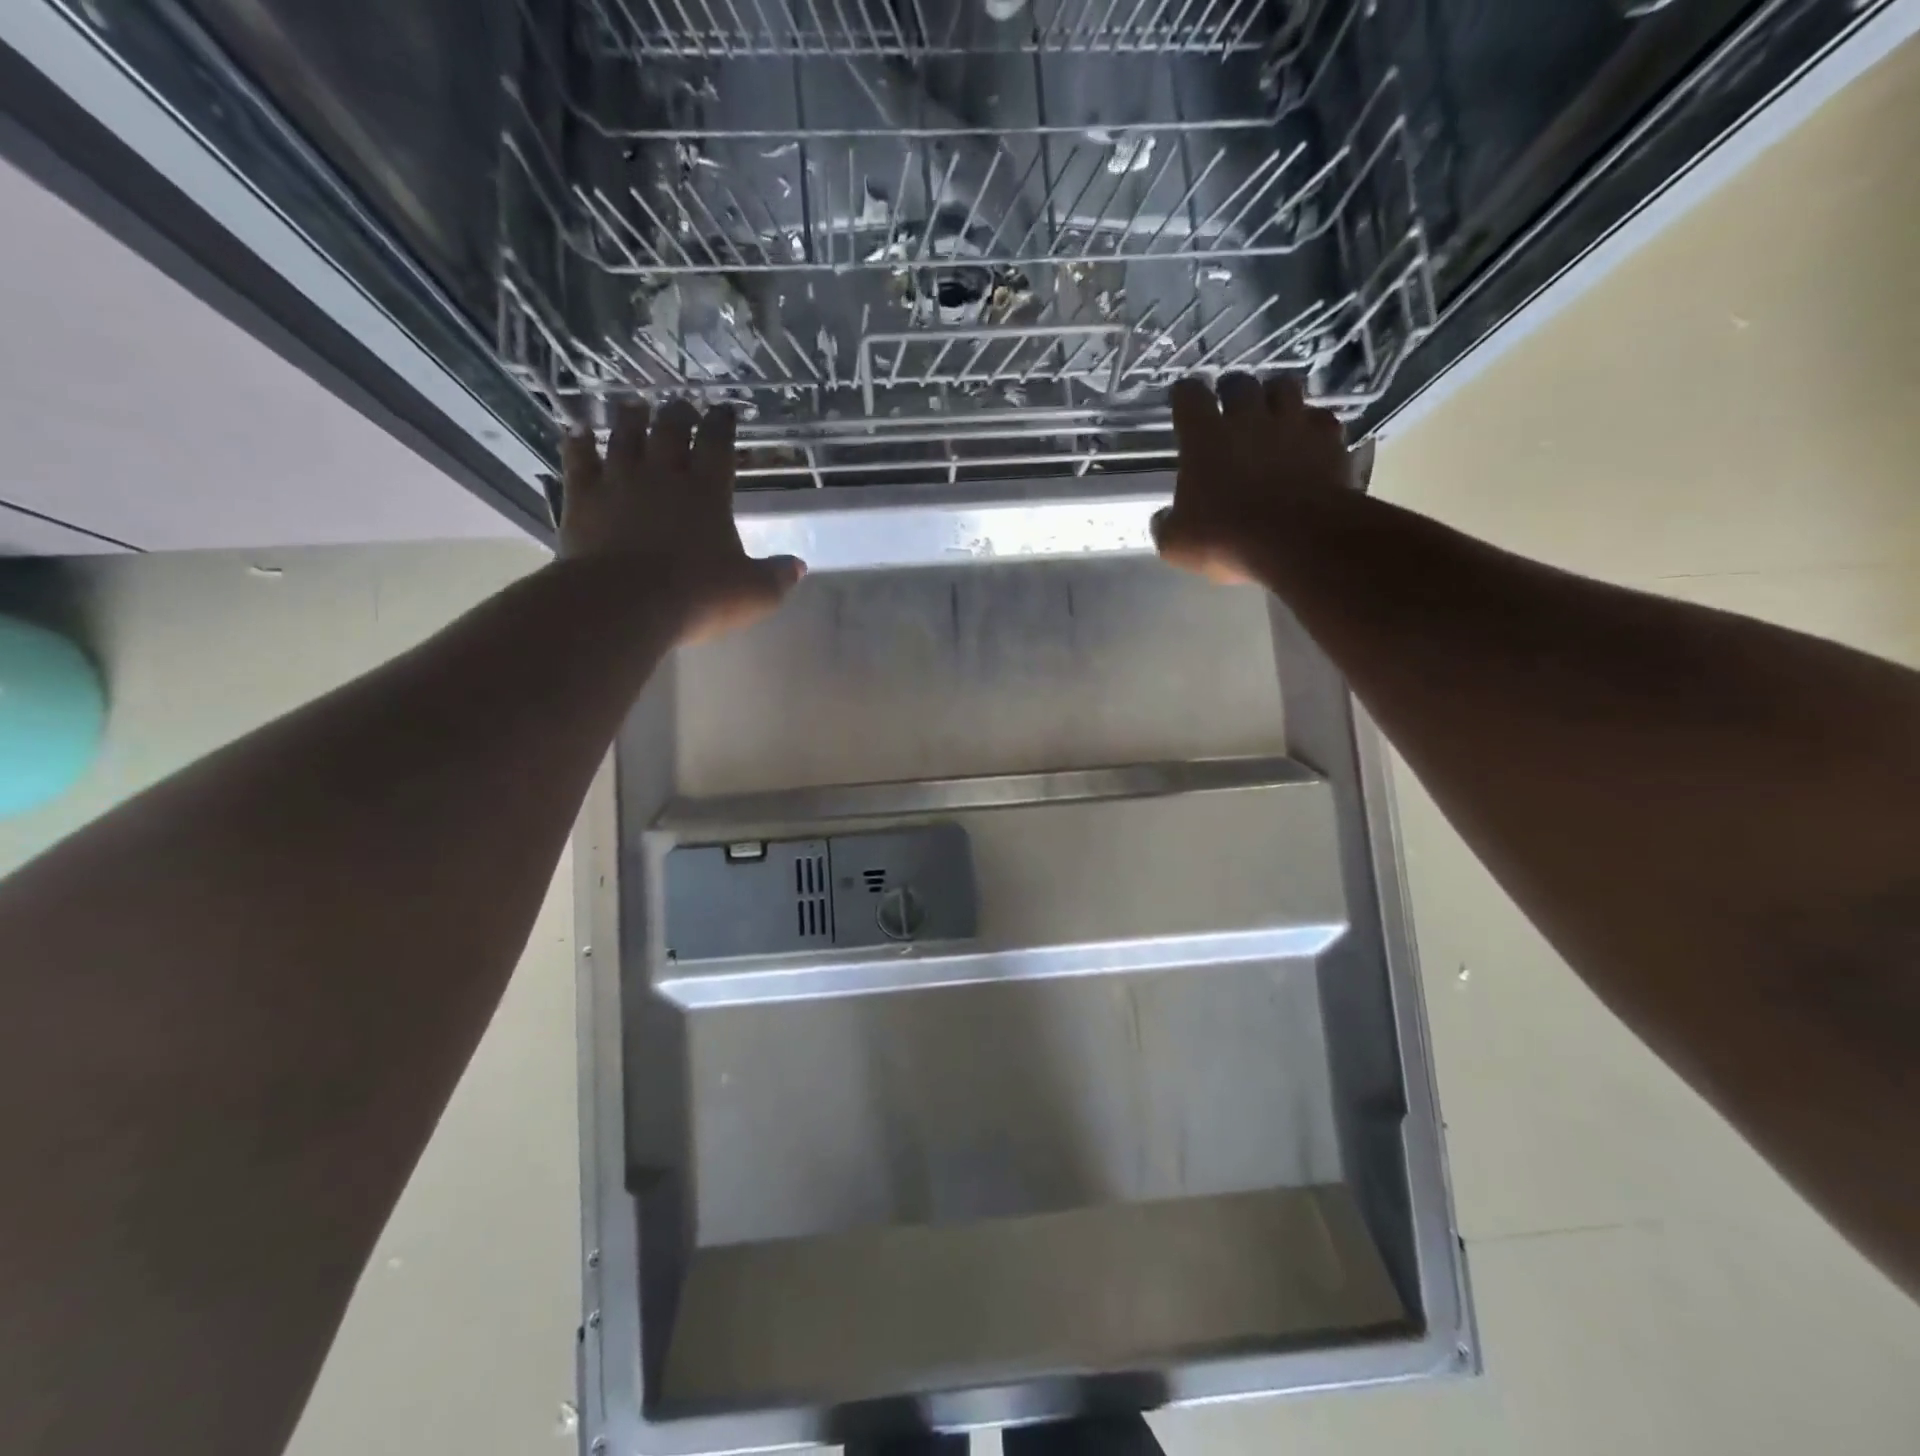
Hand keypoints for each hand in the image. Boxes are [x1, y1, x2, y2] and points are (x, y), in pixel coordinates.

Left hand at [558, 398, 805, 642]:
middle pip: (670, 430)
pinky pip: (579, 460)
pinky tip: (576, 431)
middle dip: (678, 413)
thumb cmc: (698, 597)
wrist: (625, 603)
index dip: (723, 423)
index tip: (725, 409)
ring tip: (635, 404)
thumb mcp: (753, 594)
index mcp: (708, 492)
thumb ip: (777, 577)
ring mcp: (619, 482)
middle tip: (682, 404)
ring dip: (631, 418)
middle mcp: (663, 476)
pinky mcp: (583, 498)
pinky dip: (578, 442)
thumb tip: (798, 566)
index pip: (717, 444)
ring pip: (625, 436)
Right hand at [1152, 373, 1351, 584]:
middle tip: (1229, 407)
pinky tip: (1307, 440)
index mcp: (1204, 438)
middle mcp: (1248, 419)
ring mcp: (1293, 424)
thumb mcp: (1177, 544)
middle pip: (1240, 383)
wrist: (1299, 540)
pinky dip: (1311, 425)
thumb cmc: (1226, 539)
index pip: (1189, 396)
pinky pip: (1320, 418)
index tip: (1184, 401)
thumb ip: (1167, 525)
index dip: (1185, 395)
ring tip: (1271, 413)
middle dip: (1232, 390)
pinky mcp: (1328, 439)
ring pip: (1284, 387)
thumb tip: (1164, 518)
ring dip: (1274, 397)